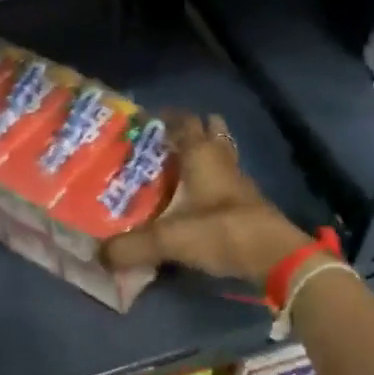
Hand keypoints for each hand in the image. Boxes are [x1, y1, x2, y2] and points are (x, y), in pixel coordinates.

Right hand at [102, 111, 311, 284]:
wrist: (275, 257)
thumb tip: (98, 256)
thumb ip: (132, 247)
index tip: (146, 117)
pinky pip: (227, 181)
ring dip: (206, 153)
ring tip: (181, 162)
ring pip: (222, 155)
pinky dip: (214, 181)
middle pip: (211, 133)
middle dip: (191, 130)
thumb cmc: (221, 232)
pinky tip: (200, 196)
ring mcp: (239, 182)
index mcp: (201, 156)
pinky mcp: (248, 204)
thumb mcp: (169, 240)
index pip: (184, 124)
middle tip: (164, 138)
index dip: (167, 117)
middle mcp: (221, 161)